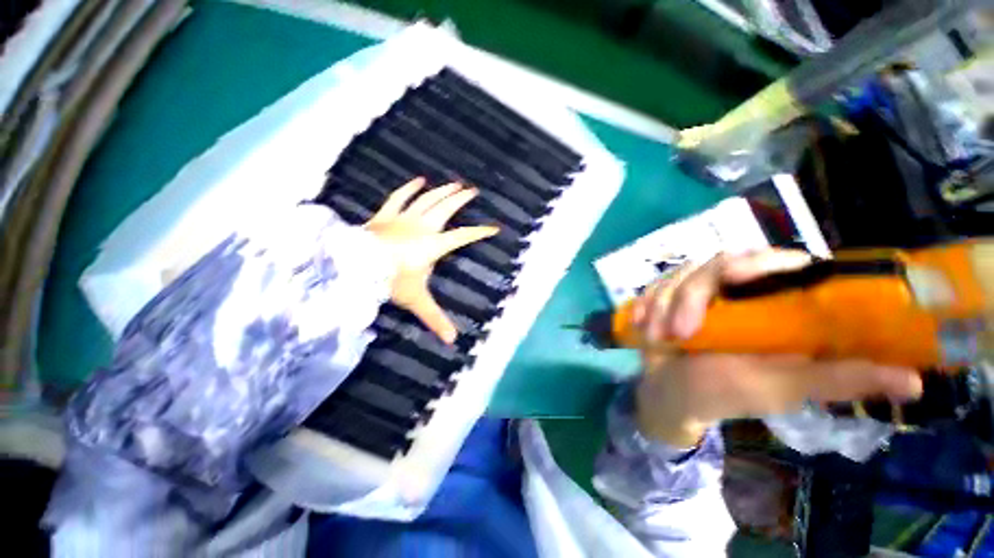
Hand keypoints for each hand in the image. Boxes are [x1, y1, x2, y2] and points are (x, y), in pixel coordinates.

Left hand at [364, 178, 497, 343]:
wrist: (354, 266)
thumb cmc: (389, 282)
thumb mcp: (416, 300)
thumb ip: (435, 318)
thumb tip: (453, 341)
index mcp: (434, 246)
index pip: (462, 237)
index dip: (479, 232)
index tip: (493, 228)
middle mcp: (423, 228)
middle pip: (446, 209)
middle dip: (461, 200)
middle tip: (473, 191)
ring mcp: (404, 219)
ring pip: (427, 199)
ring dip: (442, 191)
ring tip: (455, 183)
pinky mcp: (387, 215)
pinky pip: (400, 198)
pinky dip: (410, 188)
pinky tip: (419, 180)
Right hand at [632, 251, 923, 446]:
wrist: (668, 393)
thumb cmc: (723, 393)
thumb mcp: (780, 387)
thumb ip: (836, 378)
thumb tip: (915, 379)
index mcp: (773, 305)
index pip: (779, 263)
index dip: (760, 263)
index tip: (736, 280)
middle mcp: (737, 290)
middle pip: (717, 263)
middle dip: (689, 295)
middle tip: (679, 331)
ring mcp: (696, 291)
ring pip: (678, 275)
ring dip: (662, 305)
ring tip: (656, 337)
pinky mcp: (666, 296)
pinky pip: (652, 286)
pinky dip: (643, 304)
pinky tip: (639, 324)